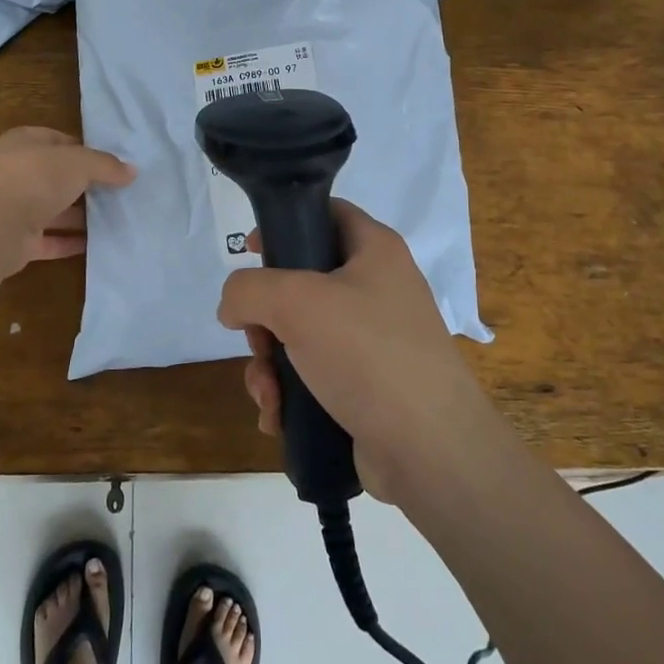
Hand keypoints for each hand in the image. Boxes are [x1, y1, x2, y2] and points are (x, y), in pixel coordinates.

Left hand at [0, 127, 135, 276]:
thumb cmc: (33, 179)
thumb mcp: (78, 163)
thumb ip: (105, 166)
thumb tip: (132, 172)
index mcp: (25, 143)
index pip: (60, 141)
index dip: (87, 150)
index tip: (114, 163)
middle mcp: (18, 173)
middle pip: (59, 177)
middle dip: (87, 185)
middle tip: (121, 192)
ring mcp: (16, 209)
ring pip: (55, 210)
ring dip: (82, 215)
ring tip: (117, 219)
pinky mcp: (19, 241)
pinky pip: (51, 240)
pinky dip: (71, 242)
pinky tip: (98, 244)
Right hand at [217, 199, 499, 503]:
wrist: (429, 450)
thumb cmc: (367, 355)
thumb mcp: (296, 303)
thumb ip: (248, 289)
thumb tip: (234, 308)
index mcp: (375, 250)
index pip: (326, 213)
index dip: (285, 223)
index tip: (249, 252)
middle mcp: (378, 288)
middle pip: (300, 281)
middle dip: (264, 318)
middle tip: (258, 342)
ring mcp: (374, 340)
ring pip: (299, 334)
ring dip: (269, 364)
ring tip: (269, 394)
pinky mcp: (367, 385)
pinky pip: (313, 374)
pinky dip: (289, 392)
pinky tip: (279, 416)